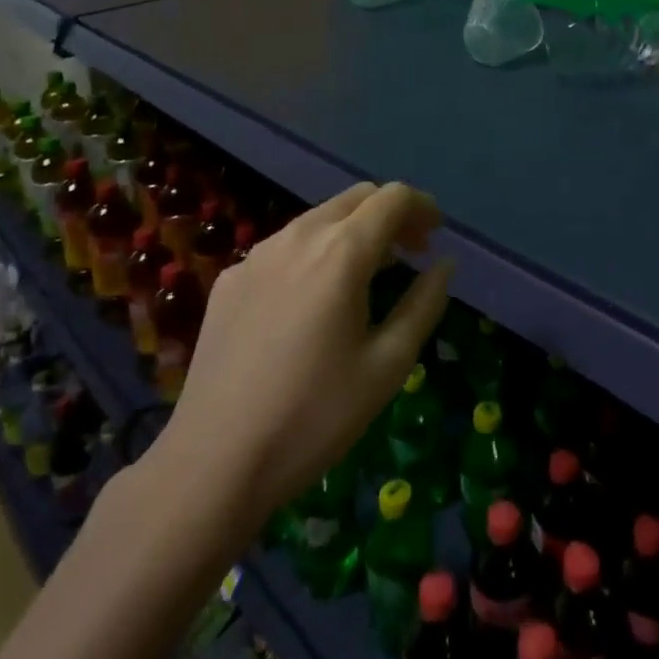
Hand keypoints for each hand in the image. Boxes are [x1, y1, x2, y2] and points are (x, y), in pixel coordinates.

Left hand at [140, 182, 452, 538]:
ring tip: (367, 275)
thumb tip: (443, 265)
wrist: (214, 461)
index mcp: (342, 252)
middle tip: (410, 252)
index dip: (422, 206)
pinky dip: (315, 252)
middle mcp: (299, 236)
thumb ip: (424, 304)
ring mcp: (258, 254)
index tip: (436, 234)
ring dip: (352, 231)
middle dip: (390, 214)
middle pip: (356, 197)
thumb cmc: (315, 416)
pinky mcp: (231, 278)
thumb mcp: (388, 366)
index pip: (393, 198)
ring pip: (319, 218)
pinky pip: (285, 246)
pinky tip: (313, 301)